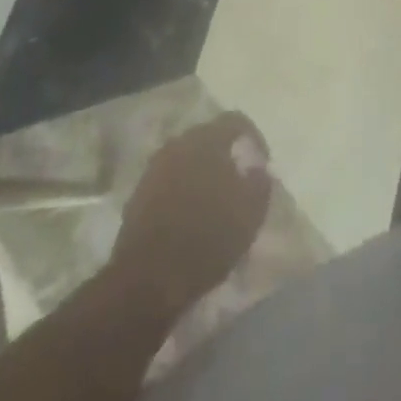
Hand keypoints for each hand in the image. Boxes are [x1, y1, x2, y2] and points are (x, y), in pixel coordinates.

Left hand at [111, 113, 271, 314]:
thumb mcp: (250, 215)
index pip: (236, 121)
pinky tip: (189, 216)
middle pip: (209, 137)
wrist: (147, 280)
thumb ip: (260, 183)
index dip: (254, 138)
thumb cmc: (206, 240)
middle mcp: (179, 143)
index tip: (262, 165)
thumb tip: (259, 168)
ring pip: (187, 159)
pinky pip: (169, 179)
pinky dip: (182, 189)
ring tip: (213, 201)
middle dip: (225, 155)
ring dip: (202, 172)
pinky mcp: (138, 193)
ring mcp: (155, 167)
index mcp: (207, 140)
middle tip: (237, 182)